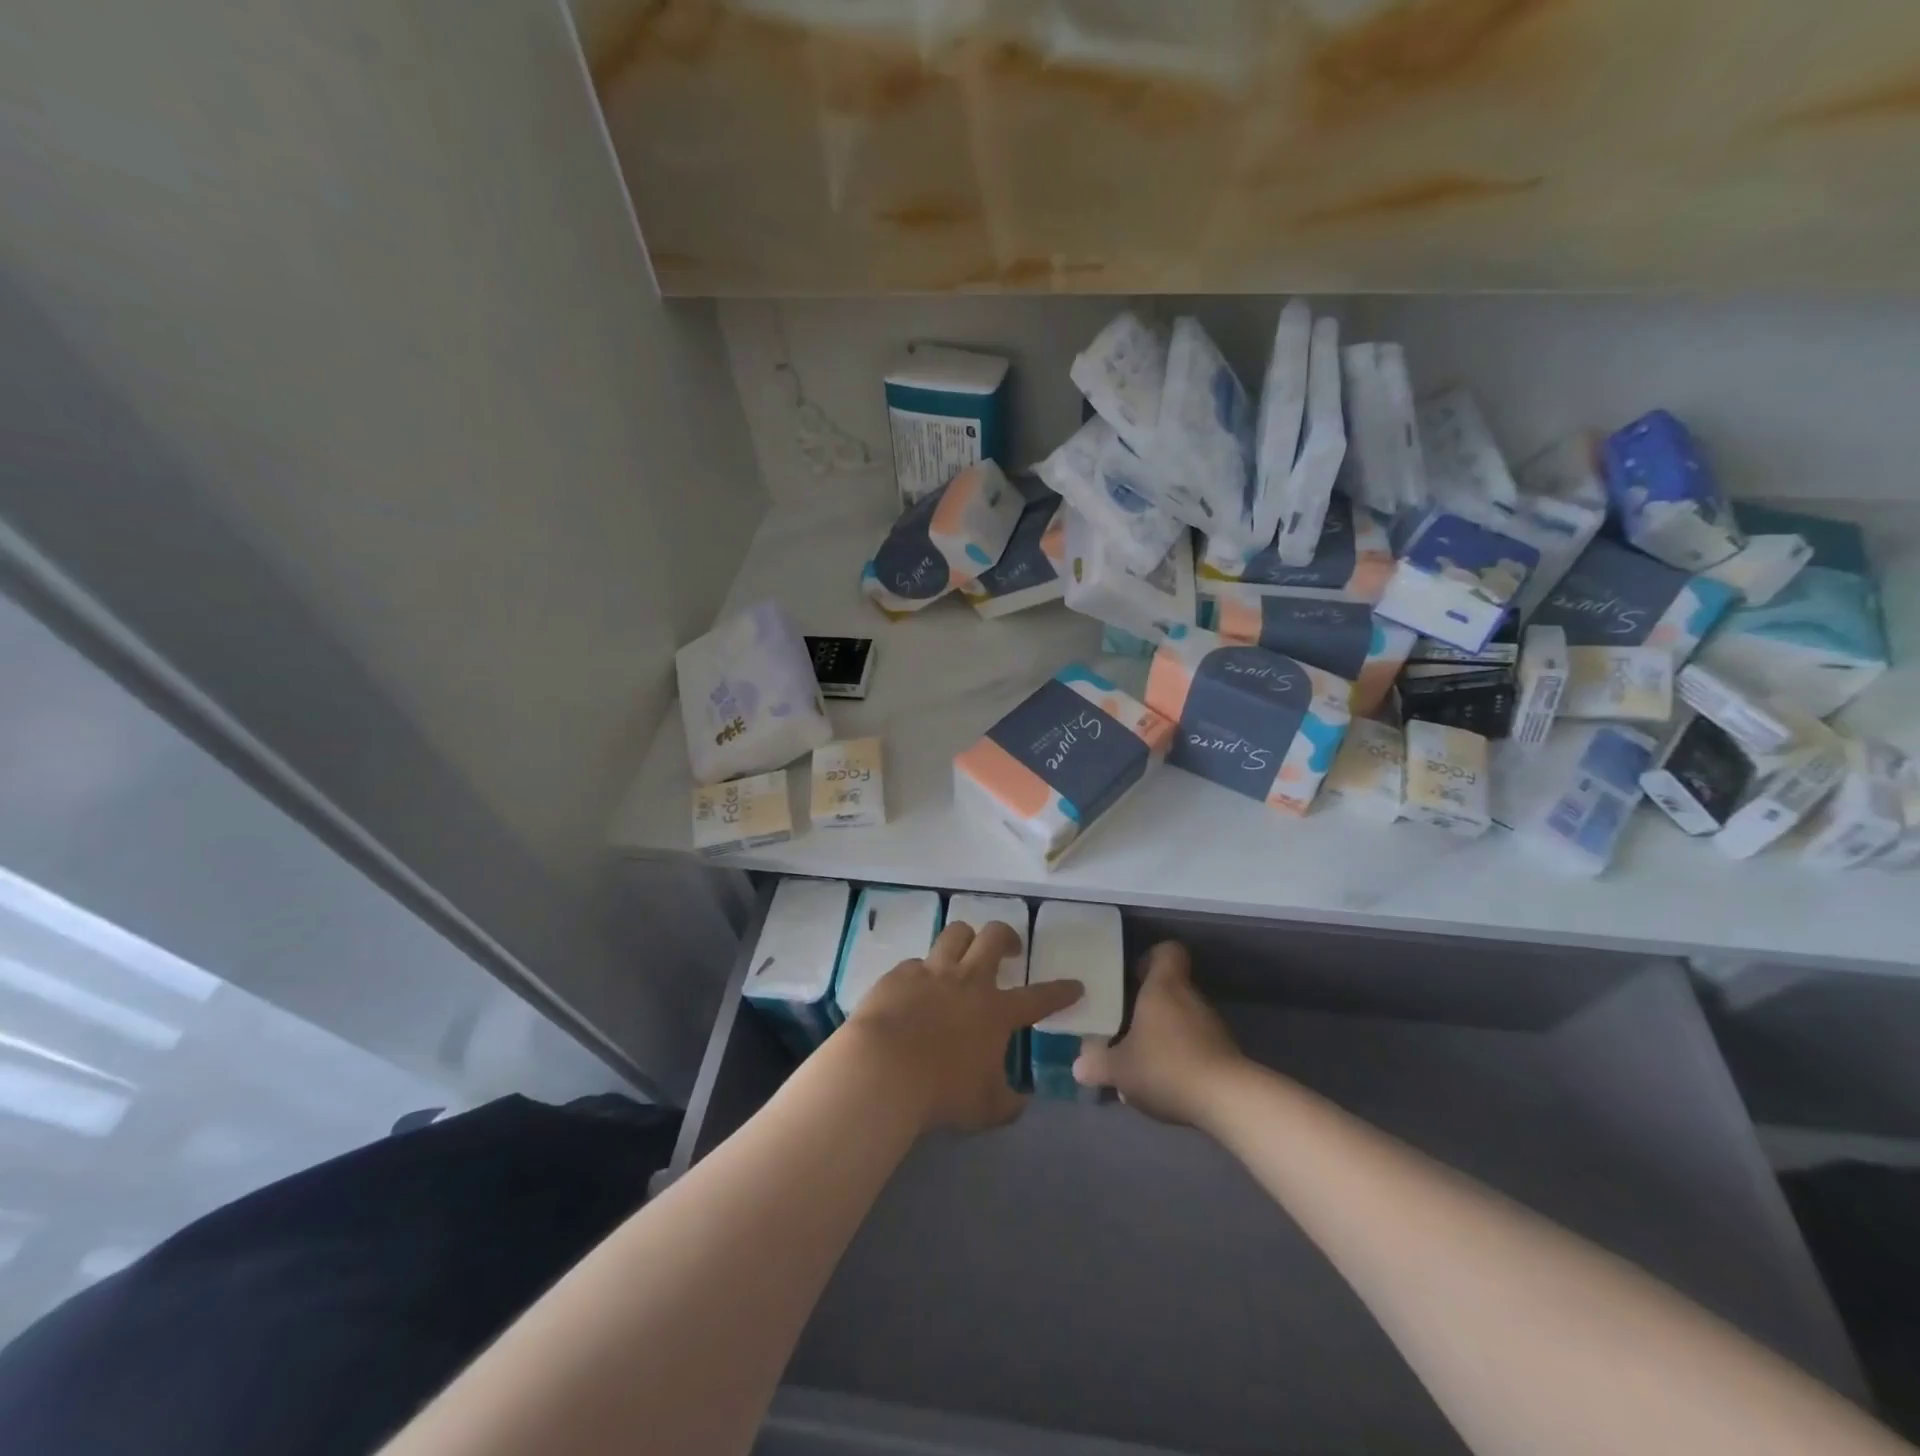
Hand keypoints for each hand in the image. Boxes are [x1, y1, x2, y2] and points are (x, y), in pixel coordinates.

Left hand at [845, 920, 1082, 1133]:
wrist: (883, 1069)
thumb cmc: (941, 1091)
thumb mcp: (984, 1108)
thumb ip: (1008, 1103)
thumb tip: (1021, 1102)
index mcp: (996, 1011)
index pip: (1039, 998)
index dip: (1061, 991)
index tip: (1075, 985)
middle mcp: (968, 981)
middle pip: (994, 937)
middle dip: (1008, 937)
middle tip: (1010, 949)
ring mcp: (932, 972)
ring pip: (956, 933)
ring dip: (966, 938)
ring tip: (965, 951)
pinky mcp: (900, 973)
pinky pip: (916, 961)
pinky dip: (923, 972)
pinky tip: (916, 987)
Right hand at [1073, 941, 1243, 1126]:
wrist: (1227, 1100)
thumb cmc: (1166, 1066)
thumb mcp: (1119, 1068)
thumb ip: (1097, 1064)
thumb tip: (1079, 1066)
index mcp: (1164, 987)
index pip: (1167, 952)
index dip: (1151, 958)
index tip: (1132, 976)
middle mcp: (1191, 998)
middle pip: (1172, 988)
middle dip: (1149, 1005)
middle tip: (1125, 1024)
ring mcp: (1213, 1026)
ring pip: (1183, 1019)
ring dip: (1165, 1034)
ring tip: (1142, 1060)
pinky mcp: (1225, 1054)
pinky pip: (1196, 1046)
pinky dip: (1181, 1057)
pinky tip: (1165, 1083)